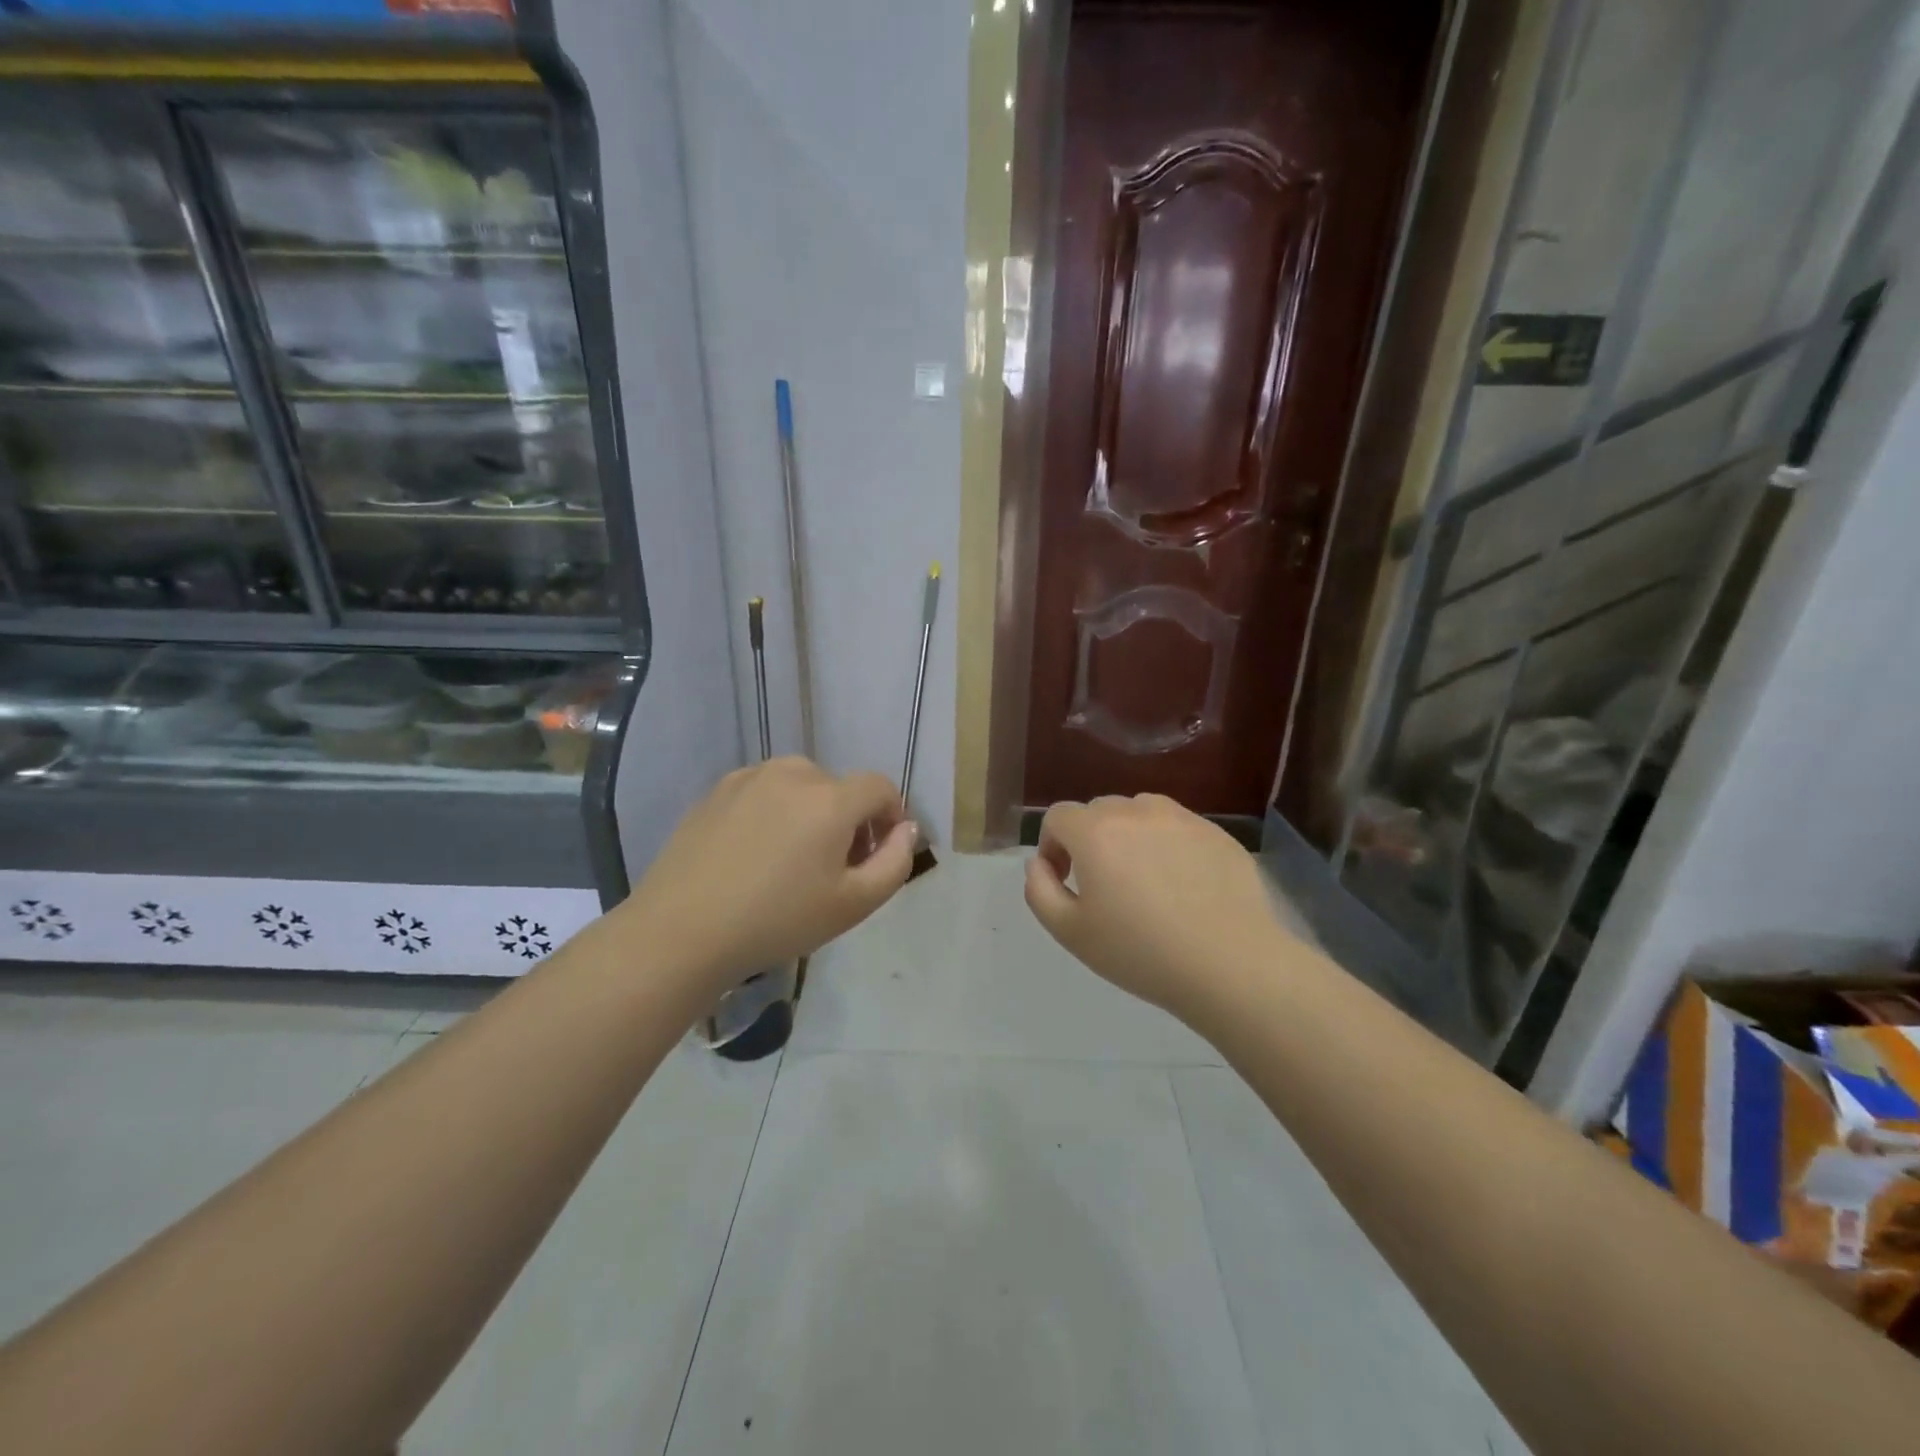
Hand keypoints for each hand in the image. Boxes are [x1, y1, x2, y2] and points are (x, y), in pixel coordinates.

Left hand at [625, 757, 914, 993]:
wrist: (682, 930)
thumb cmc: (778, 920)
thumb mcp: (854, 904)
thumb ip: (896, 862)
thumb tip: (905, 829)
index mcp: (831, 798)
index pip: (880, 787)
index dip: (890, 815)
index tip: (878, 853)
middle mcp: (793, 773)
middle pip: (839, 788)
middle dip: (848, 820)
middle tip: (832, 868)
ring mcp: (750, 778)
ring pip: (800, 786)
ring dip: (810, 813)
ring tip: (791, 860)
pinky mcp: (717, 790)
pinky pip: (764, 792)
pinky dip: (773, 812)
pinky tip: (753, 854)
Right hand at [1024, 794, 1288, 1022]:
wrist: (1231, 964)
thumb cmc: (1141, 952)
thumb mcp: (1070, 932)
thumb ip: (1039, 890)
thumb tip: (1039, 863)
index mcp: (1095, 831)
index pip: (1058, 816)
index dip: (1052, 846)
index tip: (1065, 881)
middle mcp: (1136, 811)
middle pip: (1098, 811)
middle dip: (1089, 840)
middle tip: (1103, 886)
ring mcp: (1181, 818)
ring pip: (1139, 813)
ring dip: (1129, 836)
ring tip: (1144, 880)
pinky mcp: (1216, 833)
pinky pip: (1178, 828)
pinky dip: (1168, 846)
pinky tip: (1183, 887)